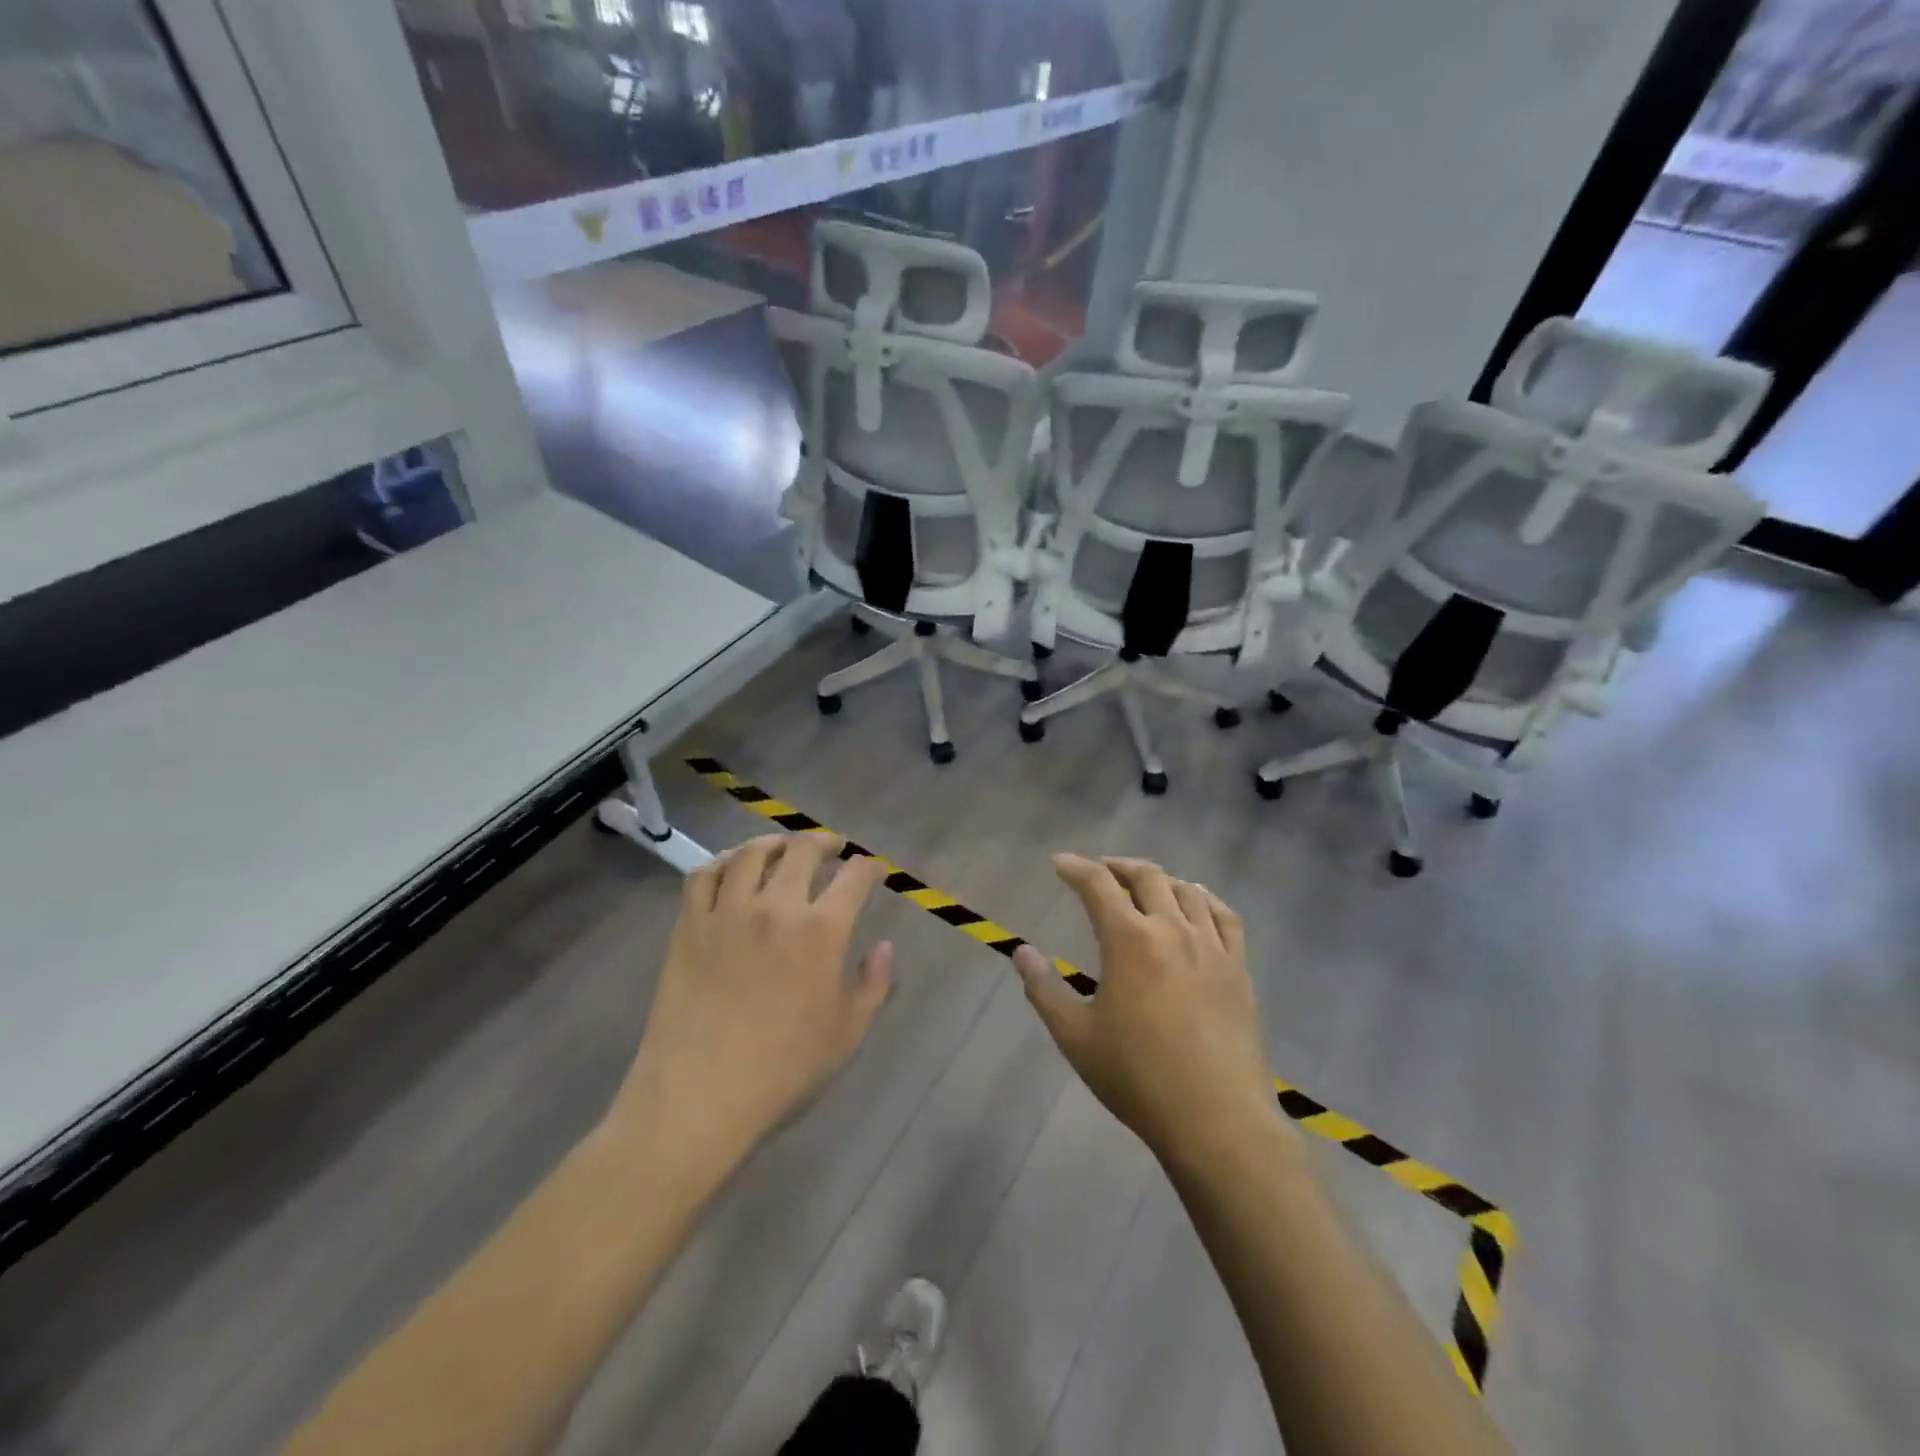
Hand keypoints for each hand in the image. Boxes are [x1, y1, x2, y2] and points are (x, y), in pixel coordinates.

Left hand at [611, 834, 892, 1167]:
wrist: (700, 1095)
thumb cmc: (783, 1069)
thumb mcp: (847, 1033)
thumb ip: (873, 984)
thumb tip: (884, 947)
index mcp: (821, 930)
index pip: (854, 878)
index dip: (870, 867)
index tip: (875, 869)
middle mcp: (776, 906)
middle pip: (802, 850)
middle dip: (825, 842)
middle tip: (833, 847)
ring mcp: (728, 911)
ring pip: (751, 853)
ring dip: (775, 843)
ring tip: (783, 848)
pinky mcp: (689, 925)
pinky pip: (704, 875)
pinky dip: (722, 861)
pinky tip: (731, 867)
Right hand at [1013, 855, 1277, 1166]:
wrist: (1216, 1119)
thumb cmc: (1137, 1077)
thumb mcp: (1075, 1037)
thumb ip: (1044, 989)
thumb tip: (1022, 952)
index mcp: (1129, 940)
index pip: (1098, 884)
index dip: (1076, 868)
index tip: (1060, 864)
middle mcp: (1172, 929)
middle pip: (1147, 876)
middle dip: (1118, 866)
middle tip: (1100, 871)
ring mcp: (1212, 947)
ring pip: (1187, 890)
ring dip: (1160, 879)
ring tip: (1145, 886)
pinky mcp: (1239, 968)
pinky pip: (1225, 916)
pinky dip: (1205, 899)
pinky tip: (1197, 906)